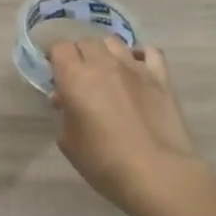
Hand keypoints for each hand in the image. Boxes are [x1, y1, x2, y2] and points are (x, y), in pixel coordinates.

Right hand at [49, 38, 201, 213]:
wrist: (156, 173)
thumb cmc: (103, 161)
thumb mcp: (68, 141)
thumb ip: (65, 113)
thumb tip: (67, 100)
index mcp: (75, 76)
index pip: (59, 48)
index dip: (55, 60)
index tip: (56, 75)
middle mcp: (103, 63)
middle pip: (86, 42)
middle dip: (79, 55)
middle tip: (80, 78)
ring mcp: (134, 67)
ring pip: (114, 42)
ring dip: (105, 53)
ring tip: (107, 72)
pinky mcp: (160, 77)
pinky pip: (150, 51)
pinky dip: (140, 54)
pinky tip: (137, 68)